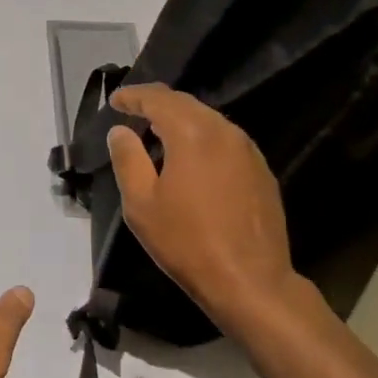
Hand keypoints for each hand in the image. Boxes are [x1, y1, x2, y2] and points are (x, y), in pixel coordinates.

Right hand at [106, 83, 304, 332]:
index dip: (134, 96)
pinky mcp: (261, 171)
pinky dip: (202, 138)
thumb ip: (128, 159)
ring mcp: (248, 151)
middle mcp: (225, 131)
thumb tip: (121, 131)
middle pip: (187, 104)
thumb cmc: (187, 242)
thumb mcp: (142, 203)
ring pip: (209, 120)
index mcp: (192, 133)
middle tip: (134, 109)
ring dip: (181, 120)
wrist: (250, 281)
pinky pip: (225, 140)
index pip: (159, 99)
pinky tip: (190, 157)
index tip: (116, 100)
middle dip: (158, 103)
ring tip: (158, 131)